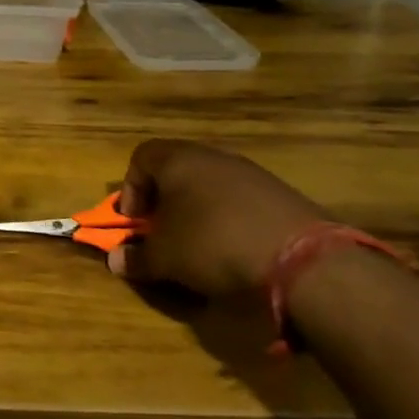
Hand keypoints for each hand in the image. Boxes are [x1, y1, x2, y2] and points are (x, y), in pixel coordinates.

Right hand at [108, 140, 324, 297]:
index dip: (131, 189)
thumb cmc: (212, 244)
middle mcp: (214, 156)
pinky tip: (236, 250)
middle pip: (177, 170)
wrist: (302, 260)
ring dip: (198, 212)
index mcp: (178, 159)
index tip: (136, 222)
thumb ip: (136, 257)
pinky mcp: (282, 195)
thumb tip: (116, 261)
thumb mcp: (164, 258)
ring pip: (211, 186)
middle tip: (163, 233)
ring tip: (200, 246)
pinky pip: (242, 202)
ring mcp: (252, 173)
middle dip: (165, 202)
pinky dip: (231, 221)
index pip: (140, 157)